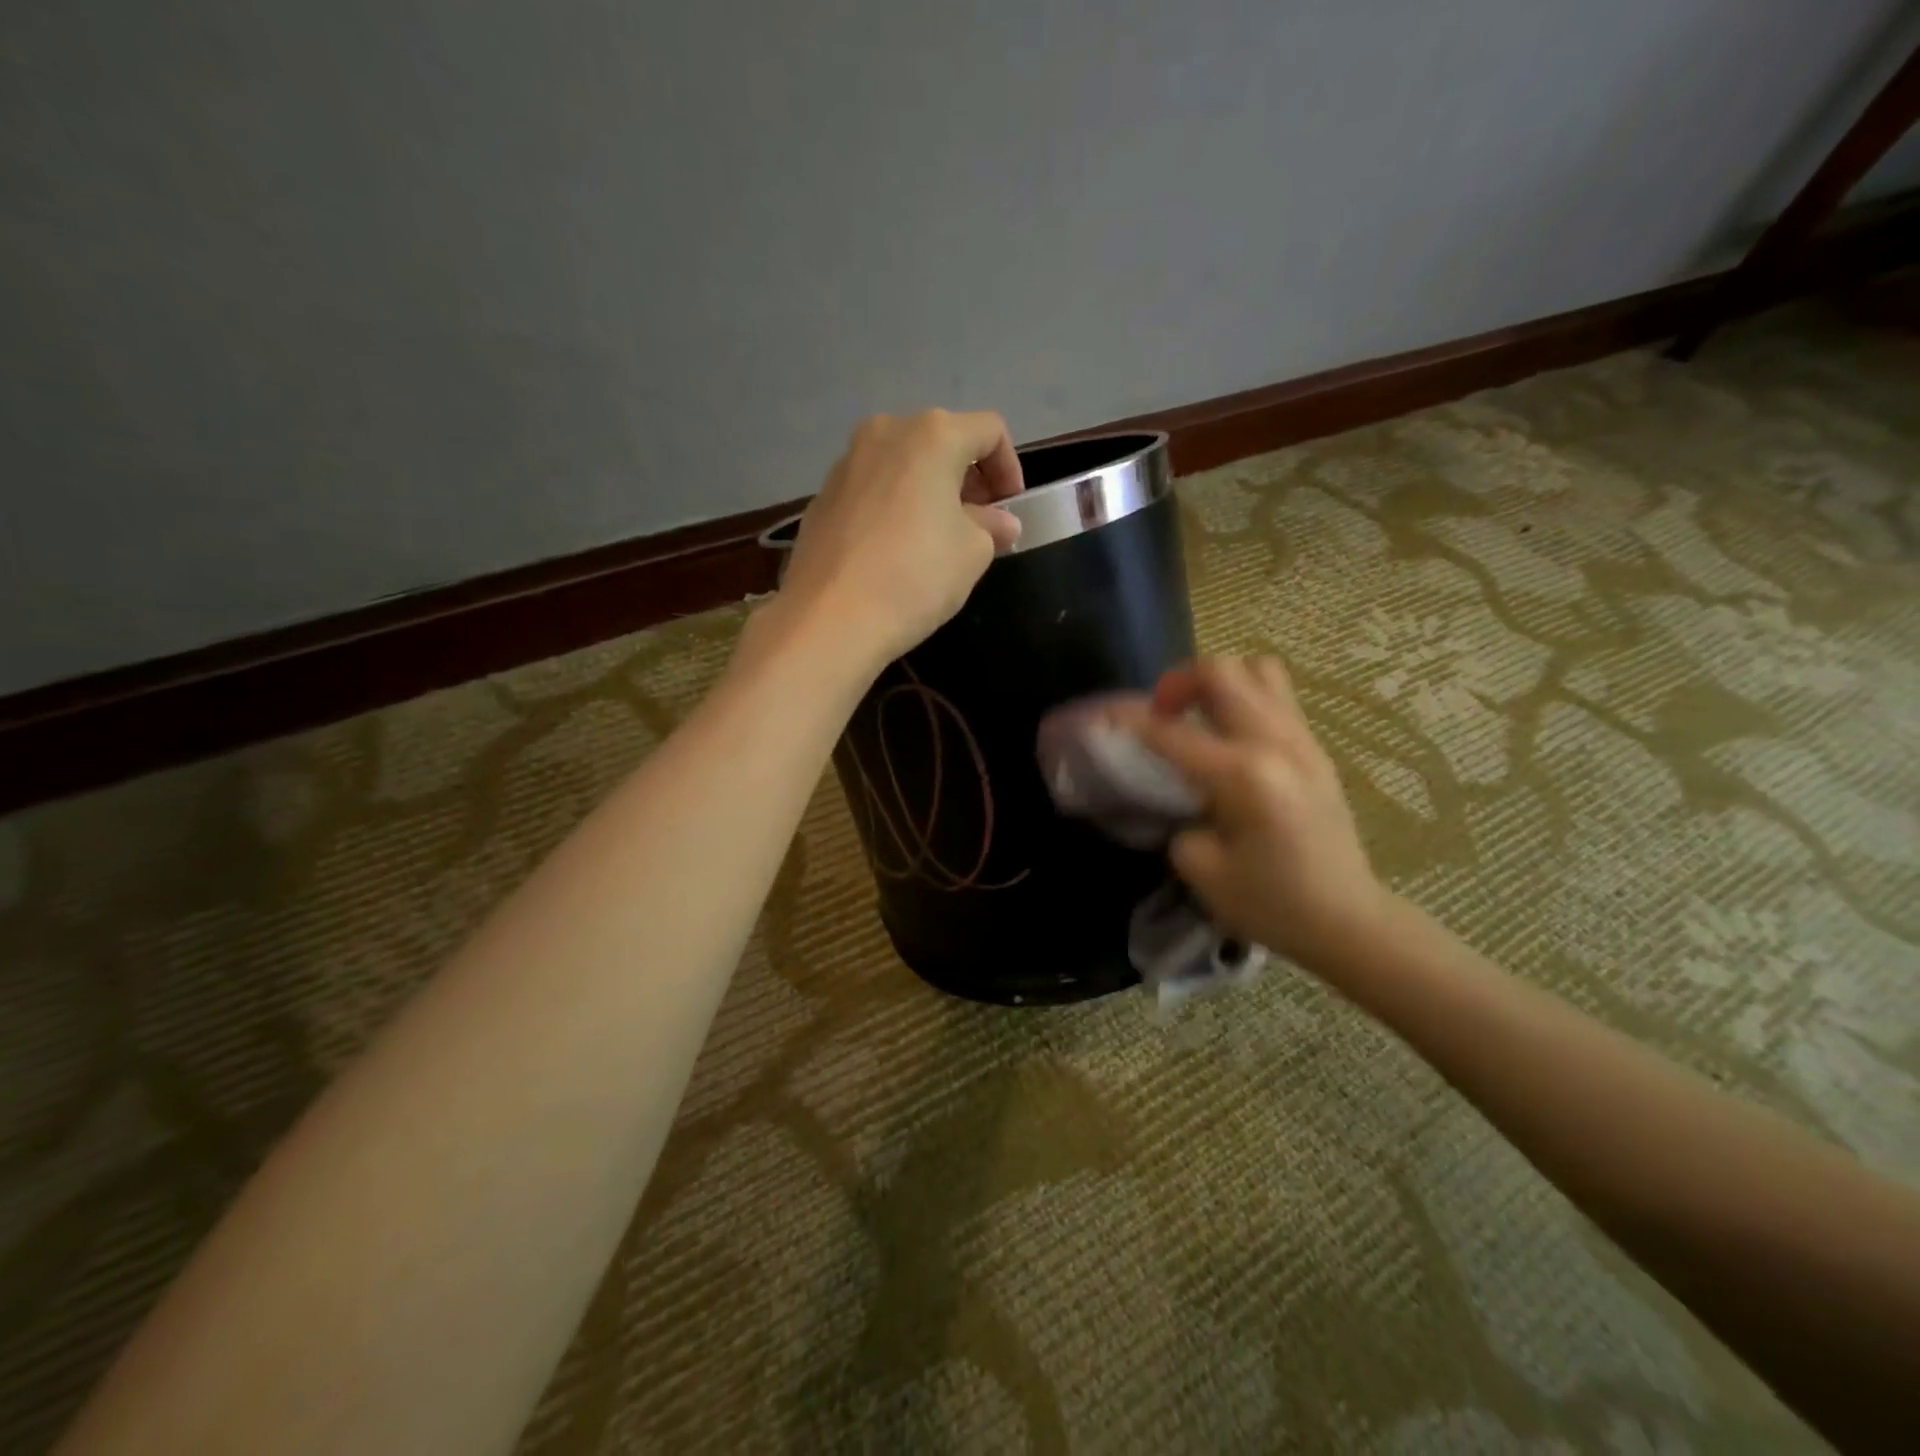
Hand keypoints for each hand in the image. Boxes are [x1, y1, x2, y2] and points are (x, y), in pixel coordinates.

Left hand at [779, 410, 1023, 665]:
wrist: (830, 618)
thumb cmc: (916, 576)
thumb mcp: (973, 553)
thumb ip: (991, 527)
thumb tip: (999, 522)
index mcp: (932, 435)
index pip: (989, 430)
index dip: (1009, 467)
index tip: (1010, 509)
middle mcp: (885, 433)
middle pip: (941, 442)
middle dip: (967, 478)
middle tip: (978, 523)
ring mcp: (846, 463)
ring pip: (902, 465)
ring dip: (928, 492)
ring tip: (936, 538)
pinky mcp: (821, 497)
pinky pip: (872, 490)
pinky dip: (893, 507)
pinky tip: (894, 551)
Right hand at [1123, 657, 1389, 971]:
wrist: (1347, 919)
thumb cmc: (1272, 903)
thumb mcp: (1202, 870)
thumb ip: (1178, 819)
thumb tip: (1179, 794)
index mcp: (1244, 776)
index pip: (1172, 732)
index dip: (1129, 720)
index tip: (1102, 716)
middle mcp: (1275, 743)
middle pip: (1221, 672)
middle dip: (1178, 682)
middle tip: (1161, 714)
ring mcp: (1302, 740)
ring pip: (1256, 669)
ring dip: (1217, 681)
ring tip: (1198, 714)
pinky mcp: (1315, 748)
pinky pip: (1276, 695)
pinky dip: (1243, 697)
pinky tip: (1228, 734)